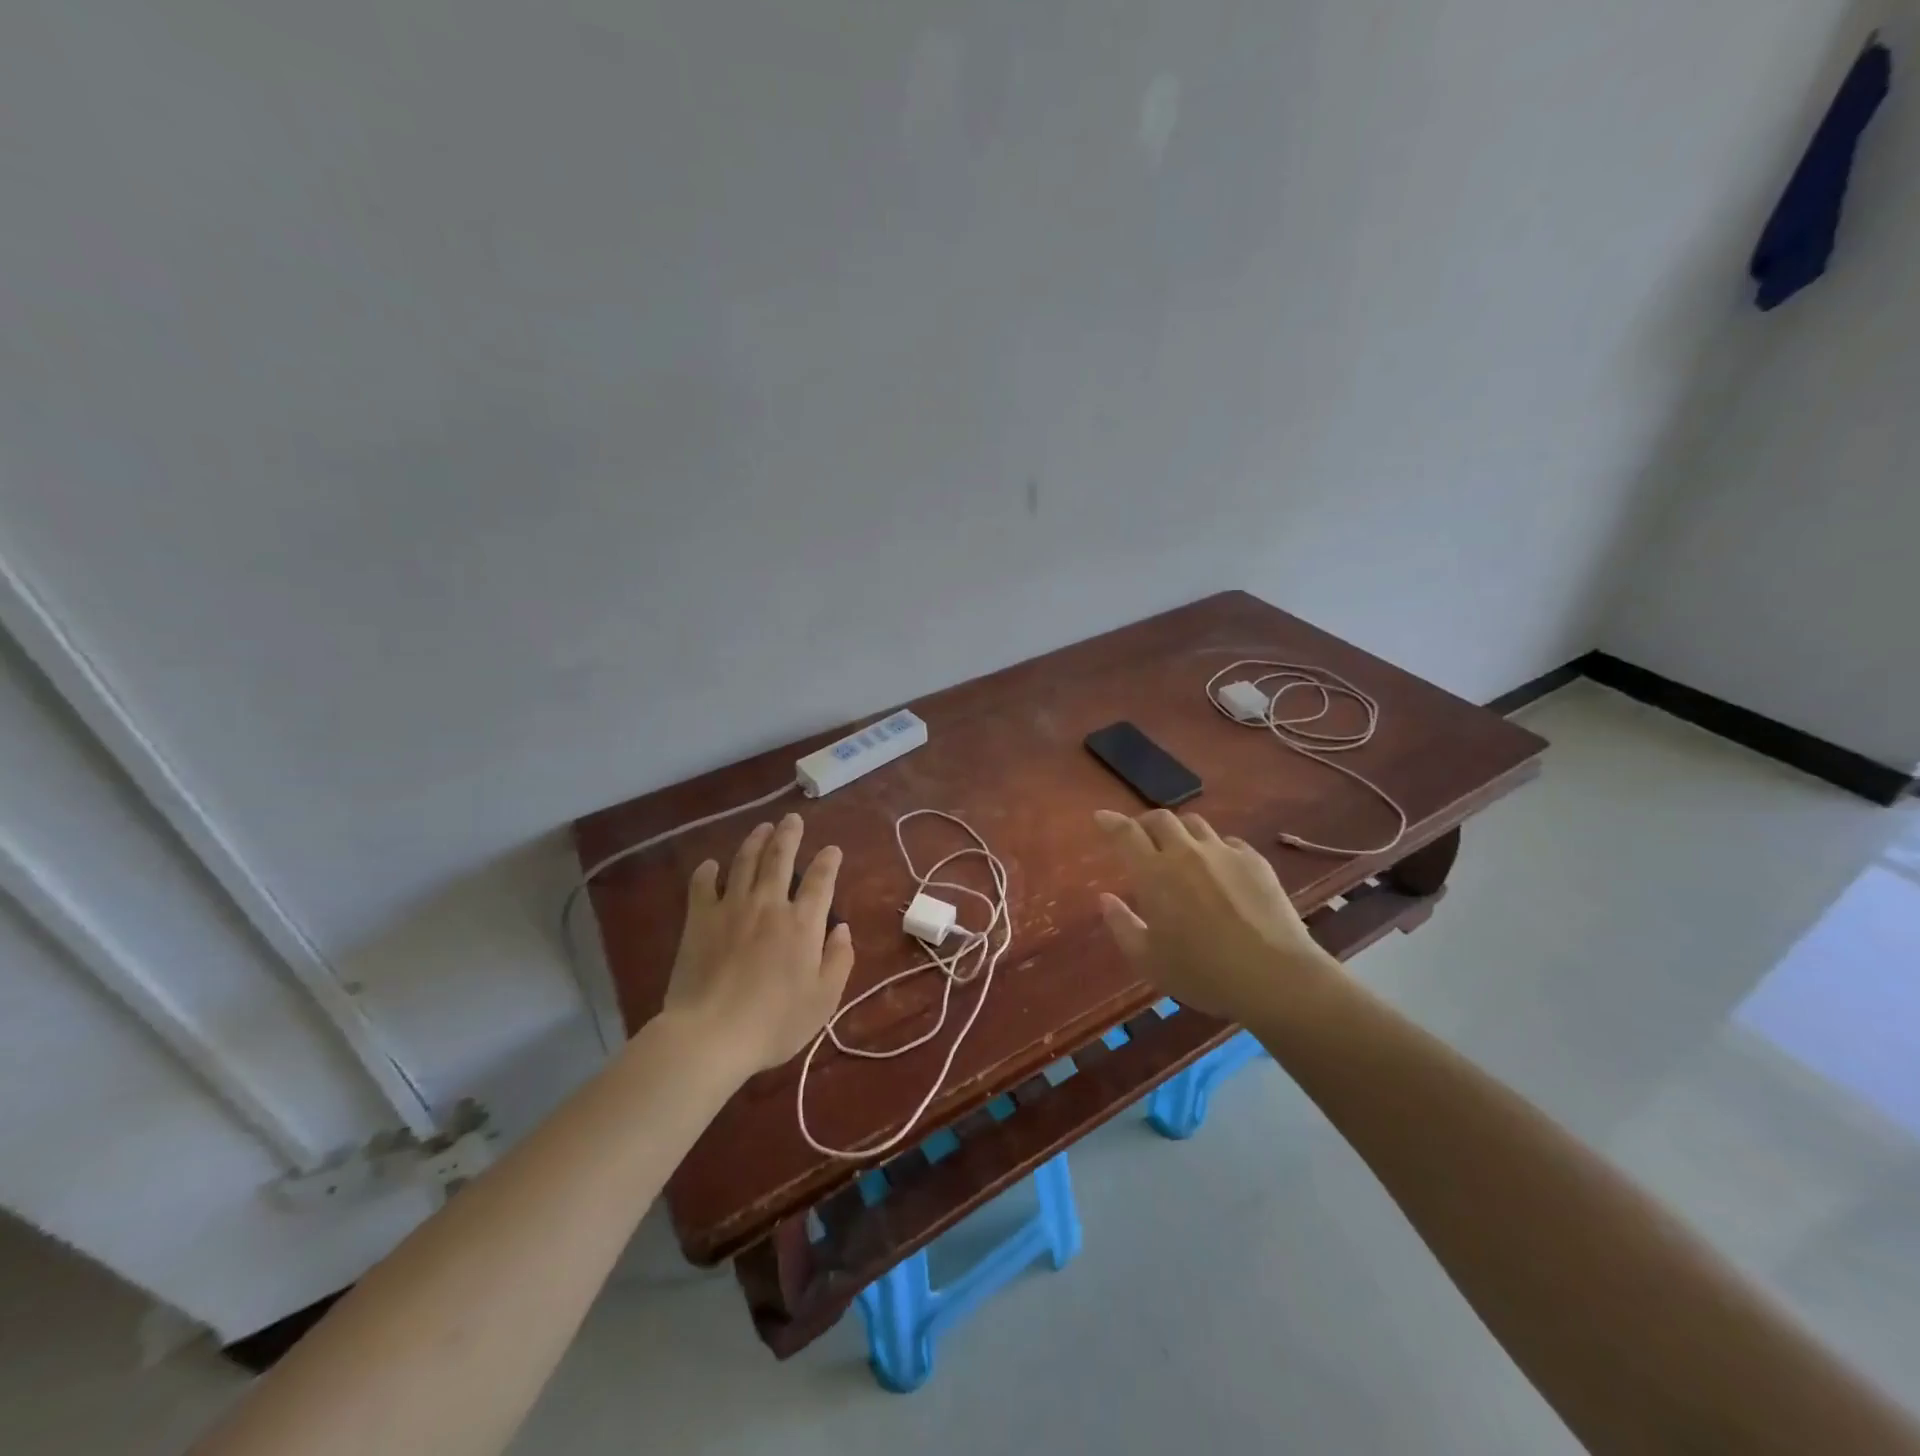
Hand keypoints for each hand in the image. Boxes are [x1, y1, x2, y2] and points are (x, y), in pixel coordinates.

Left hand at [661, 813, 854, 1075]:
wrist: (711, 1034)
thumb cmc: (775, 1022)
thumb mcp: (823, 999)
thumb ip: (838, 960)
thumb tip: (842, 929)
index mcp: (802, 923)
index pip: (820, 880)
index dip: (828, 861)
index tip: (832, 849)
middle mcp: (769, 905)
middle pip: (780, 858)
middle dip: (789, 835)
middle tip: (792, 819)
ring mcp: (731, 908)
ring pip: (745, 862)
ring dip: (755, 841)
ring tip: (762, 828)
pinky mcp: (699, 920)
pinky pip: (702, 886)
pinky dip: (707, 871)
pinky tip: (710, 865)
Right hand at [1093, 808, 1338, 1024]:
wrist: (1274, 975)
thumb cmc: (1202, 972)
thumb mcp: (1148, 960)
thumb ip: (1121, 925)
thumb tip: (1105, 899)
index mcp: (1154, 873)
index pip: (1126, 833)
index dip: (1111, 822)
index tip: (1101, 817)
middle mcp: (1186, 853)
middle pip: (1161, 819)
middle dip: (1145, 823)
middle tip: (1141, 837)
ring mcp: (1224, 853)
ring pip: (1195, 824)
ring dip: (1180, 831)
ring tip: (1179, 848)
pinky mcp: (1255, 861)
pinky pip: (1227, 842)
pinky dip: (1214, 848)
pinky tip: (1218, 868)